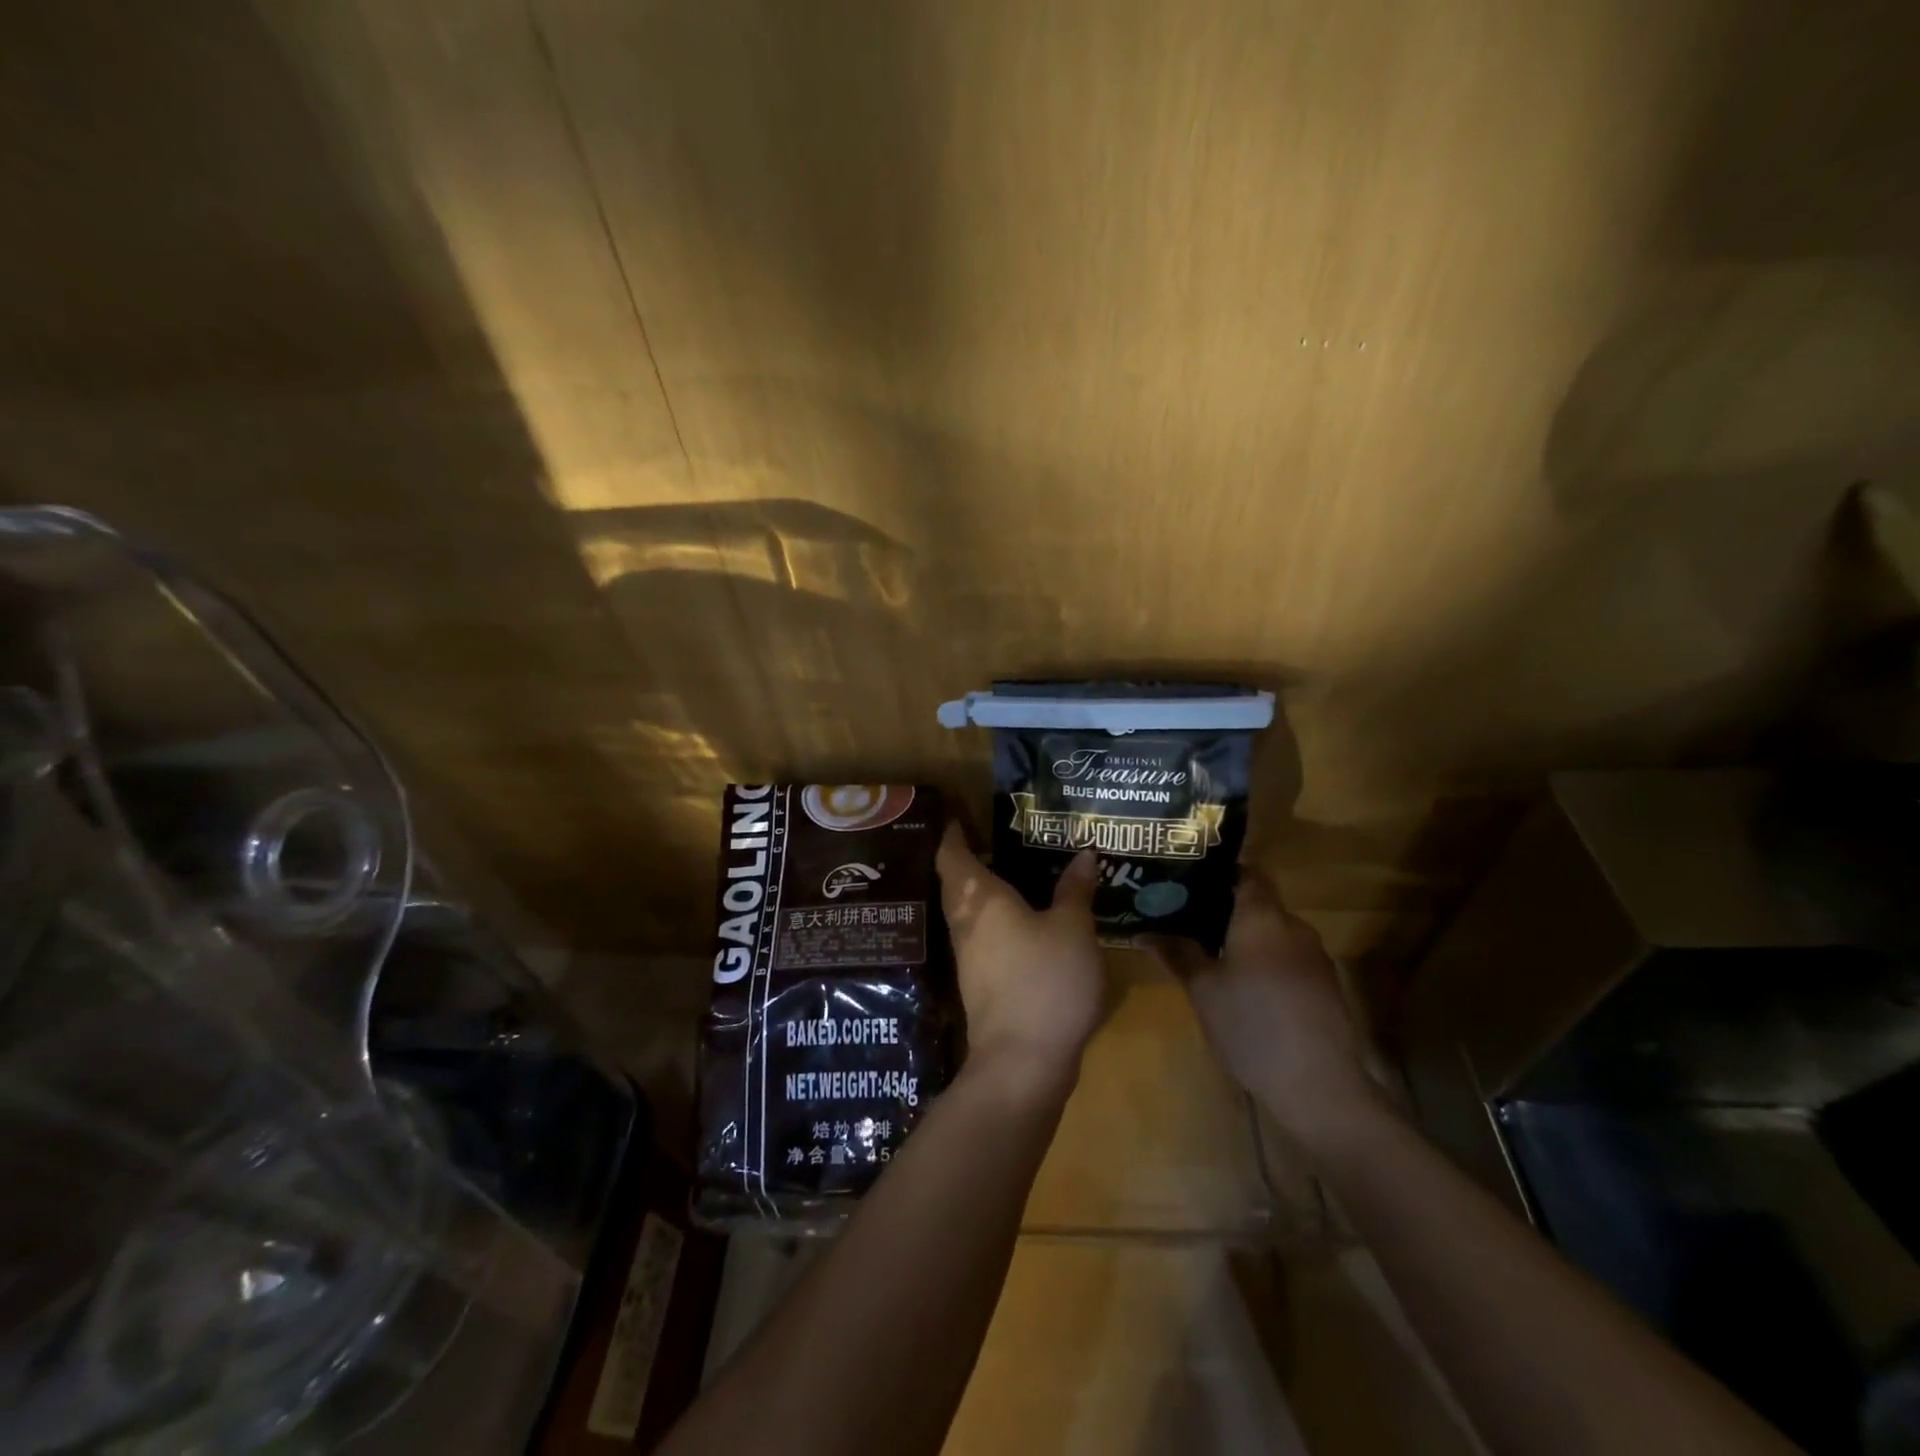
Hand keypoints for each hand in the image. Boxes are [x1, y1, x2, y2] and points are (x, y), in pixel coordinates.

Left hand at [936, 823, 1104, 1096]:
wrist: (1022, 1062)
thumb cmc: (1046, 980)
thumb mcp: (1073, 929)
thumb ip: (1075, 890)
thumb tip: (1083, 854)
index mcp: (980, 899)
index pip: (953, 856)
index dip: (952, 835)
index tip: (957, 819)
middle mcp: (965, 923)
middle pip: (954, 883)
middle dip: (965, 861)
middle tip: (991, 841)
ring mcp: (968, 957)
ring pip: (965, 913)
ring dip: (978, 893)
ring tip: (1009, 876)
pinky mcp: (979, 985)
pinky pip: (979, 937)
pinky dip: (992, 921)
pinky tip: (1018, 924)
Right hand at [1142, 870, 1386, 1150]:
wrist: (1319, 1086)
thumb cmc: (1251, 1025)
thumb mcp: (1203, 990)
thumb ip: (1177, 954)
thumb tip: (1144, 931)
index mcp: (1262, 916)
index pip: (1247, 872)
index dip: (1221, 871)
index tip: (1191, 879)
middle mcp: (1293, 927)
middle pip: (1259, 904)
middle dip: (1226, 909)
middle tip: (1189, 919)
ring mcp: (1315, 957)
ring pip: (1274, 933)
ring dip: (1247, 939)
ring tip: (1211, 953)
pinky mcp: (1325, 987)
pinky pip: (1288, 959)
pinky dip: (1266, 962)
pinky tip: (1245, 987)